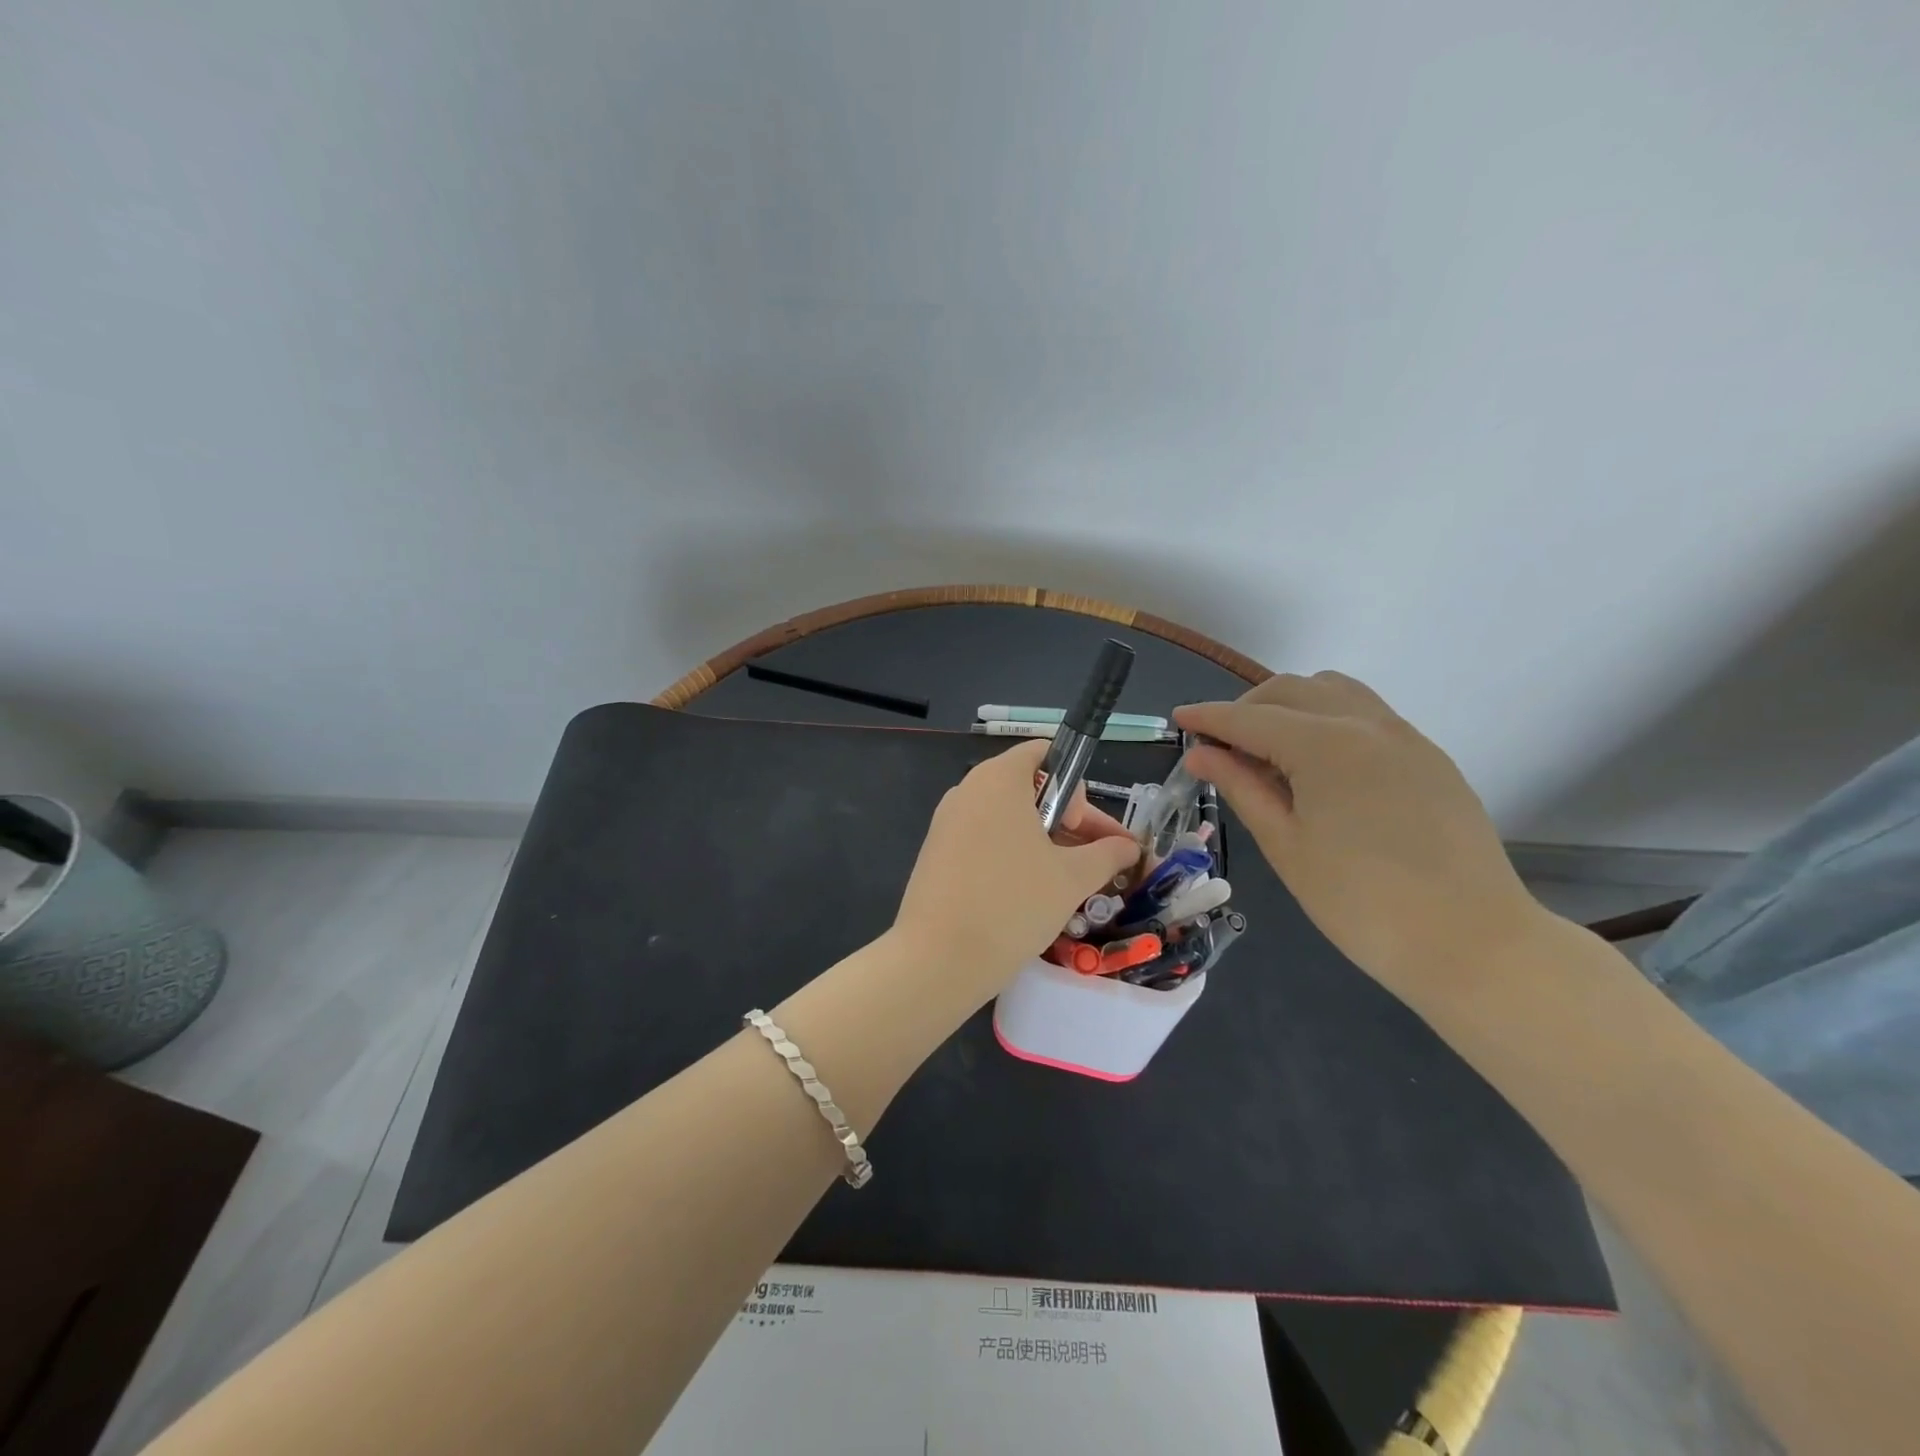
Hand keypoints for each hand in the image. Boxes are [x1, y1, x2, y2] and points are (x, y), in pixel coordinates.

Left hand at [893, 738, 1140, 1003]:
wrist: (937, 959)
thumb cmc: (1013, 903)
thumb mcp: (1072, 878)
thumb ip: (1106, 854)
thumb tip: (1130, 847)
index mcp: (999, 778)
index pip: (1044, 753)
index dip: (1074, 785)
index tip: (1081, 827)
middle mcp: (968, 790)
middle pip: (1028, 788)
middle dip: (1068, 821)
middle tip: (1092, 861)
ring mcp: (947, 822)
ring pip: (1007, 820)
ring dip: (1043, 843)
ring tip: (1069, 884)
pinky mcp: (936, 854)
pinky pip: (984, 841)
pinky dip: (1012, 857)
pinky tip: (1030, 895)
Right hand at [1174, 673, 1542, 1005]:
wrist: (1472, 942)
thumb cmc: (1360, 902)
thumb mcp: (1286, 845)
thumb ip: (1241, 787)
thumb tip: (1201, 754)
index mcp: (1323, 744)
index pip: (1249, 718)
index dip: (1208, 717)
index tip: (1178, 719)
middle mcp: (1365, 723)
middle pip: (1290, 690)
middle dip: (1245, 707)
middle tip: (1219, 744)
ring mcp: (1403, 736)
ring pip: (1333, 691)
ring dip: (1289, 704)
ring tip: (1266, 745)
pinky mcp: (1427, 756)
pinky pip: (1366, 712)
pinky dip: (1327, 716)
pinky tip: (1317, 760)